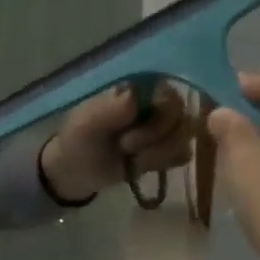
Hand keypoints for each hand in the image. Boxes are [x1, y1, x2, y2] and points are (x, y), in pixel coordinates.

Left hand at [39, 82, 193, 202]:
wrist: (76, 171)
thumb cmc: (78, 139)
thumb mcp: (86, 124)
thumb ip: (109, 109)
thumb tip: (135, 95)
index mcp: (139, 88)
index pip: (168, 94)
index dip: (156, 120)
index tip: (127, 138)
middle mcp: (157, 102)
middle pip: (181, 117)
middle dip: (153, 139)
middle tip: (124, 148)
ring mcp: (165, 126)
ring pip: (184, 137)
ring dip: (157, 154)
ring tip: (130, 159)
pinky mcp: (168, 149)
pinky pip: (184, 154)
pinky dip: (163, 163)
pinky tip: (141, 166)